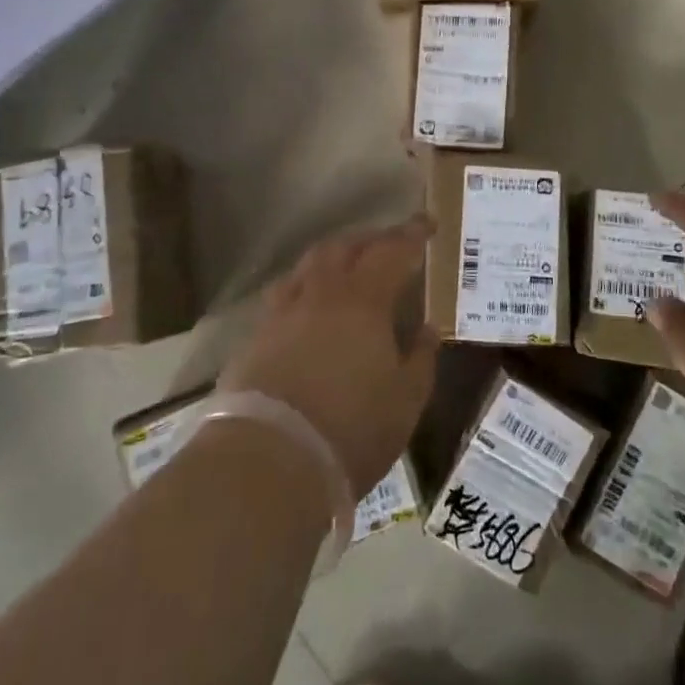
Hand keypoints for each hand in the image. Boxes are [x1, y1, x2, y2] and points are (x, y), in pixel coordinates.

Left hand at [217, 215, 437, 494]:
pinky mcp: (256, 336)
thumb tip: (427, 328)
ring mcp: (283, 312)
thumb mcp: (405, 401)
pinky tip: (308, 302)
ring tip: (348, 263)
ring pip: (309, 264)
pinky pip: (285, 292)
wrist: (269, 460)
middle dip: (371, 238)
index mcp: (364, 300)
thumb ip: (420, 358)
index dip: (411, 234)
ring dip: (334, 255)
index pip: (392, 251)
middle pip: (346, 247)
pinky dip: (304, 285)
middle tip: (390, 242)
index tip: (427, 224)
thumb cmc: (351, 429)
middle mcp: (321, 293)